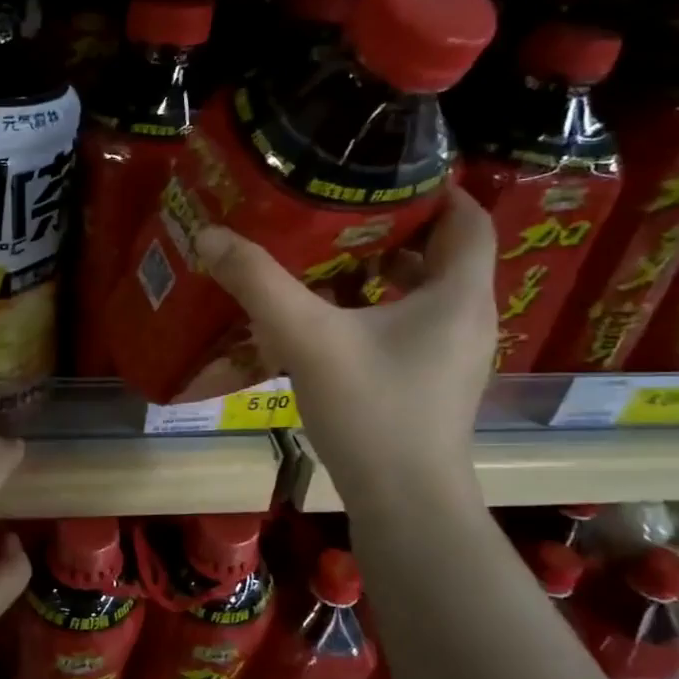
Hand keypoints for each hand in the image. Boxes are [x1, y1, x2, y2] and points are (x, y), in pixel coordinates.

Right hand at [193, 187, 496, 492]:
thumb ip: (258, 283)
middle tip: (338, 212)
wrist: (405, 505)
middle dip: (394, 229)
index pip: (468, 218)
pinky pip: (411, 327)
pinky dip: (377, 311)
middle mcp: (467, 319)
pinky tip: (330, 320)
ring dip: (382, 273)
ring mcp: (453, 356)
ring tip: (327, 260)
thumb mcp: (308, 338)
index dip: (434, 189)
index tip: (383, 174)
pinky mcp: (433, 385)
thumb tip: (210, 235)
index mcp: (458, 294)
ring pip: (424, 294)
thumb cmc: (372, 411)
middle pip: (443, 254)